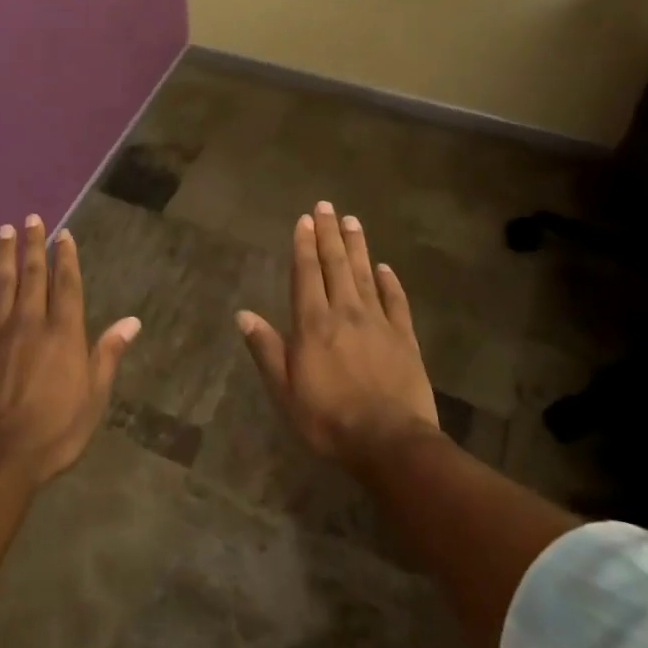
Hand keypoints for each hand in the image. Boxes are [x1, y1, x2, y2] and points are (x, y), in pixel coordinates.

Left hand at [0, 214, 139, 485]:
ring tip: (5, 231)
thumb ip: (108, 355)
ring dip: (4, 255)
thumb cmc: (54, 432)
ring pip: (2, 284)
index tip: (63, 234)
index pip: (67, 285)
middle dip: (34, 246)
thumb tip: (132, 321)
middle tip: (31, 219)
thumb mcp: (93, 398)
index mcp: (63, 334)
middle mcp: (30, 323)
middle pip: (33, 276)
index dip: (66, 257)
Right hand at [236, 200, 439, 469]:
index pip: (306, 273)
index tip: (304, 219)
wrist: (389, 442)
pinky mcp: (404, 338)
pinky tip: (384, 267)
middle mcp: (345, 312)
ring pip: (364, 274)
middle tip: (326, 205)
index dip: (304, 244)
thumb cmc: (327, 419)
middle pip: (335, 265)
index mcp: (313, 323)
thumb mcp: (284, 389)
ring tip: (352, 221)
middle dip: (329, 233)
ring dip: (357, 246)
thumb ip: (266, 348)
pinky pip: (396, 301)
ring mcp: (378, 322)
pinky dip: (390, 281)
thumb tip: (243, 314)